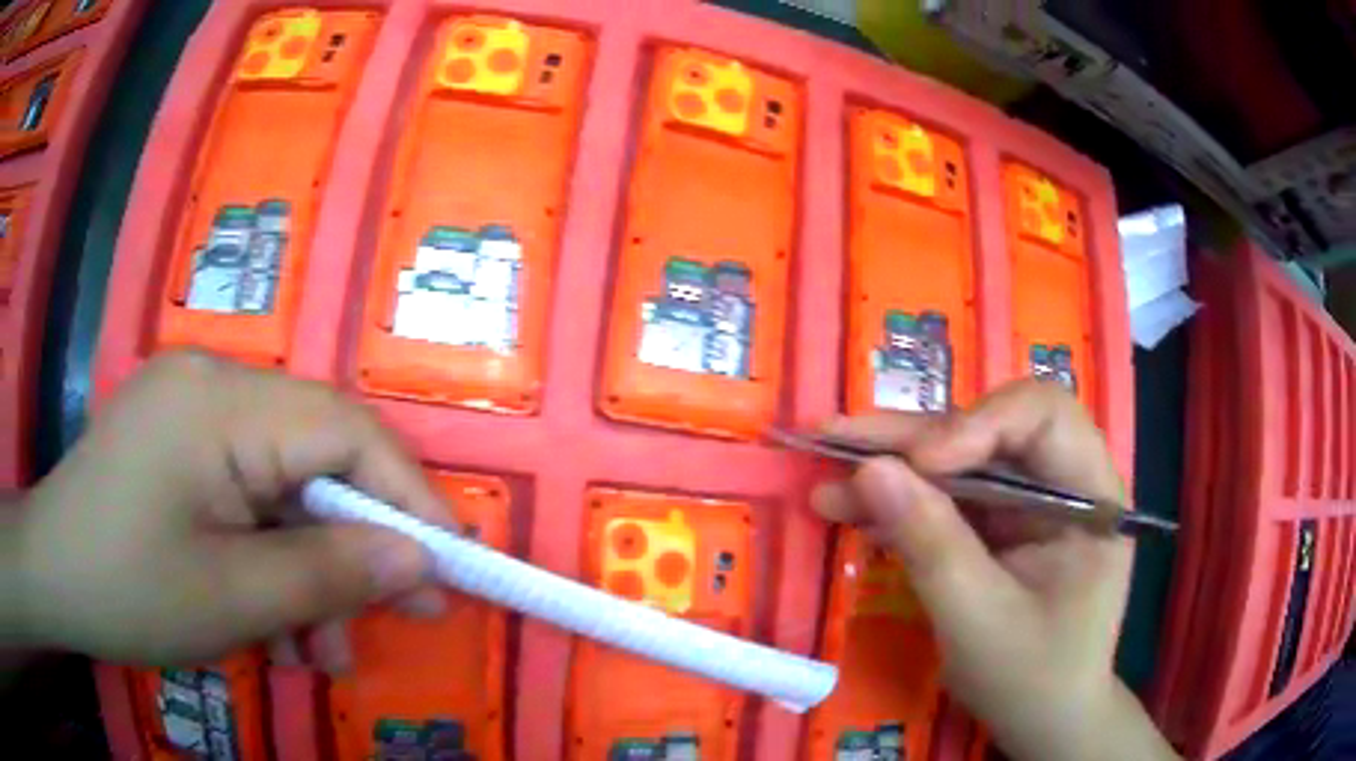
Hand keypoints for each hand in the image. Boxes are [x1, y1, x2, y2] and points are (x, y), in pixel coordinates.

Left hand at [6, 351, 447, 671]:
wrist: (50, 576)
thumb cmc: (126, 588)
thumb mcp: (232, 598)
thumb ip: (331, 575)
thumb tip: (420, 561)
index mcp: (220, 401)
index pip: (344, 429)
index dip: (405, 495)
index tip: (449, 565)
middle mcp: (212, 383)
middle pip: (314, 458)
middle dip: (353, 546)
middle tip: (392, 618)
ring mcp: (192, 408)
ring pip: (282, 485)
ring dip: (307, 568)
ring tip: (312, 649)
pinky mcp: (179, 440)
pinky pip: (246, 492)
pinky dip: (268, 555)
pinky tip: (267, 618)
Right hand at [812, 381, 1175, 760]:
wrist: (1043, 718)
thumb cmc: (1031, 677)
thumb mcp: (979, 620)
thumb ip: (931, 544)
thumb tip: (869, 470)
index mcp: (1090, 495)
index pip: (1045, 416)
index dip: (980, 423)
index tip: (921, 463)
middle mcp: (1063, 481)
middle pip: (991, 430)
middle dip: (914, 439)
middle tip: (837, 438)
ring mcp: (1029, 503)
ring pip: (960, 459)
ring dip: (894, 467)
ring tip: (826, 472)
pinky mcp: (999, 525)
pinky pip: (948, 498)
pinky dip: (900, 501)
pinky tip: (852, 508)